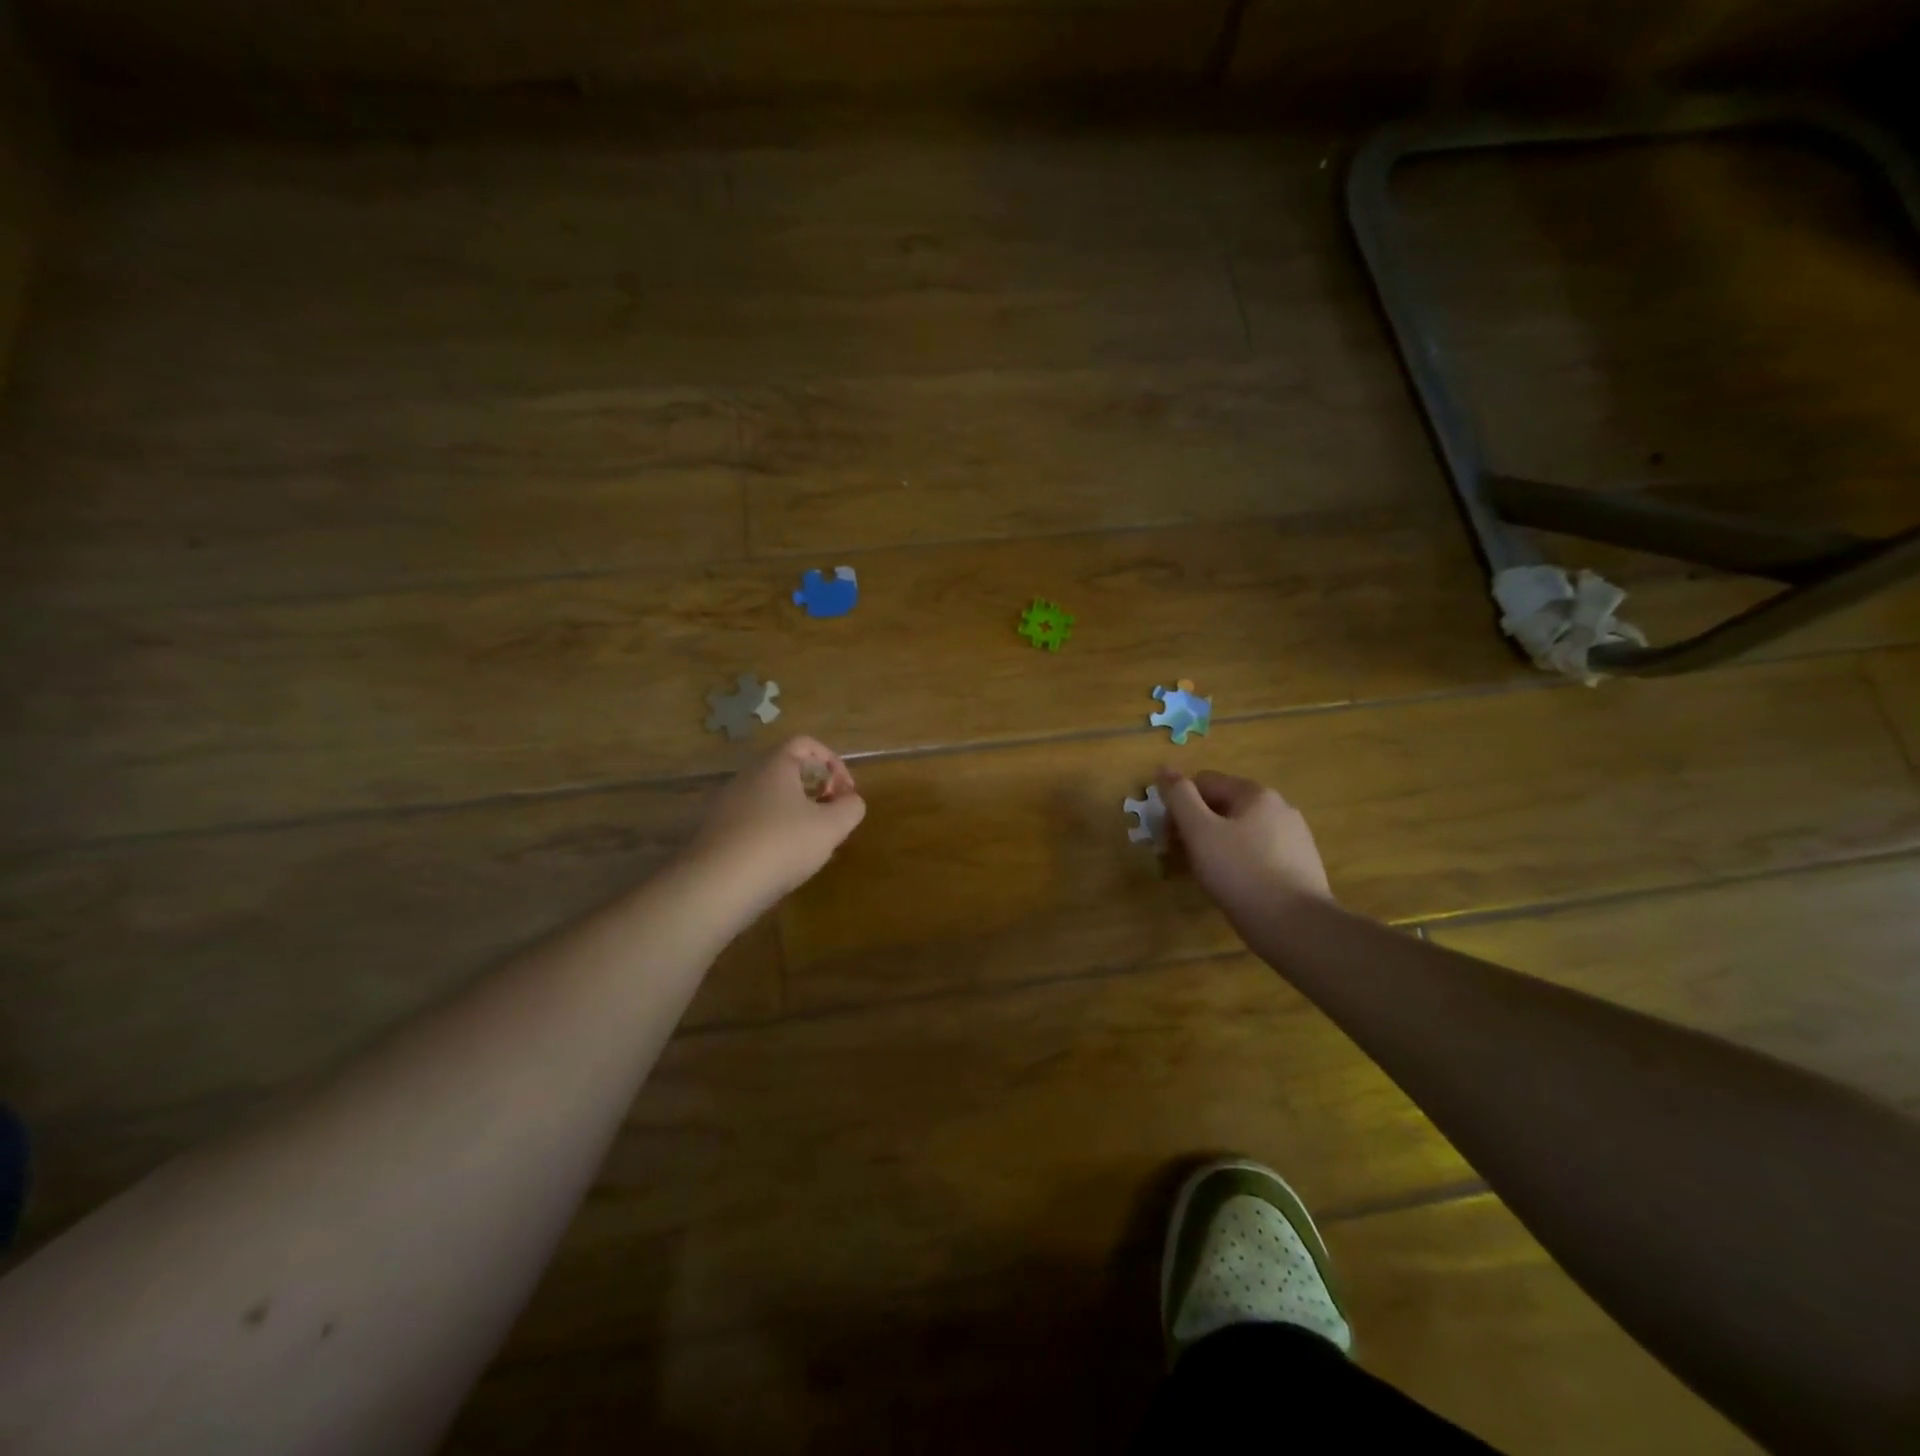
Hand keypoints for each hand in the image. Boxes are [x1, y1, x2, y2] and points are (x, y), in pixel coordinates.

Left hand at [687, 737, 866, 908]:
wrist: (717, 886)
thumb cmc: (781, 845)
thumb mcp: (831, 827)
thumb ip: (851, 808)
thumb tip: (851, 801)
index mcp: (774, 765)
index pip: (806, 744)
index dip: (833, 762)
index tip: (845, 792)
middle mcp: (747, 777)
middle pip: (788, 770)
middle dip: (816, 789)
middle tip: (831, 817)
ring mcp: (727, 805)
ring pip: (771, 798)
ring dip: (796, 813)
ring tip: (811, 843)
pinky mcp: (717, 833)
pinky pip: (754, 821)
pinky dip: (774, 832)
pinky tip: (783, 861)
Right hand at [1158, 769, 1332, 931]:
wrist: (1297, 927)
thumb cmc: (1240, 873)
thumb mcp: (1199, 832)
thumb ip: (1179, 797)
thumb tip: (1164, 768)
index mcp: (1255, 793)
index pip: (1202, 783)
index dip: (1178, 806)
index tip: (1168, 838)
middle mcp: (1279, 807)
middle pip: (1222, 806)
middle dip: (1196, 827)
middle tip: (1181, 859)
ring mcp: (1294, 836)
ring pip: (1240, 831)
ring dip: (1215, 845)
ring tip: (1206, 876)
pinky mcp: (1300, 864)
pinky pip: (1258, 853)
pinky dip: (1239, 862)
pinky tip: (1234, 886)